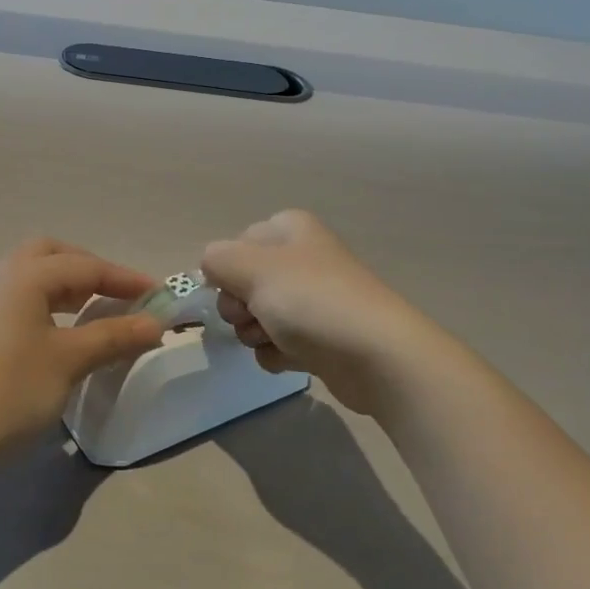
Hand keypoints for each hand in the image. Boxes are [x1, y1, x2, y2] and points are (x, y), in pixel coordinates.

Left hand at [0, 239, 166, 456]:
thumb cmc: (12, 391)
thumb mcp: (70, 361)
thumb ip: (114, 336)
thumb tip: (156, 323)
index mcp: (24, 275)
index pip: (85, 266)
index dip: (124, 278)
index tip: (157, 293)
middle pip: (51, 255)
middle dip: (89, 268)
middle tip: (117, 293)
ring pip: (30, 274)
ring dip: (65, 284)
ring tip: (92, 309)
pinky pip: (15, 295)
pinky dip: (43, 300)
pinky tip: (55, 329)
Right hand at [202, 210, 447, 415]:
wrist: (377, 356)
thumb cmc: (311, 301)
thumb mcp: (252, 268)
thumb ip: (217, 260)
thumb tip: (211, 266)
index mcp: (289, 229)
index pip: (236, 243)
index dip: (228, 269)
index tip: (233, 289)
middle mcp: (302, 257)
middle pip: (244, 281)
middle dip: (239, 305)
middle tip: (252, 317)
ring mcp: (314, 299)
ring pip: (259, 314)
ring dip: (255, 332)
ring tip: (275, 340)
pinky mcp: (322, 336)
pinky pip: (280, 342)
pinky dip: (278, 353)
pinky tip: (292, 359)